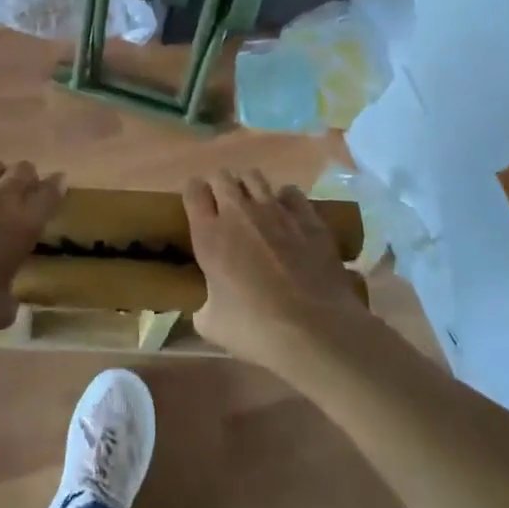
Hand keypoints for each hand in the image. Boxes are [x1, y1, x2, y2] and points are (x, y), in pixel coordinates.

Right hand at [186, 169, 368, 368]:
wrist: (316, 330)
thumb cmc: (256, 330)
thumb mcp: (212, 326)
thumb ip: (203, 307)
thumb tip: (206, 307)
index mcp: (210, 235)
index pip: (193, 190)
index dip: (193, 194)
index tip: (197, 207)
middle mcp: (239, 213)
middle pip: (222, 176)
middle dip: (220, 187)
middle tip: (224, 209)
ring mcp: (276, 210)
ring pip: (255, 176)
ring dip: (249, 188)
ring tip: (253, 207)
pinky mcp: (308, 217)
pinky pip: (291, 192)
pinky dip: (285, 199)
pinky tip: (288, 216)